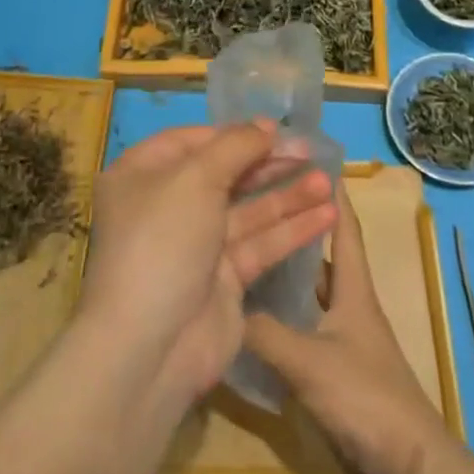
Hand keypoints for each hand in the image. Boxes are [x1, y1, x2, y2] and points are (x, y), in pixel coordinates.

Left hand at [77, 123, 336, 409]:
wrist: (151, 347)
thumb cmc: (163, 241)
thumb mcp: (195, 178)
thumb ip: (235, 146)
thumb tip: (264, 126)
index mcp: (144, 175)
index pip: (192, 141)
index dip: (233, 134)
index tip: (275, 129)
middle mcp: (168, 206)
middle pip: (225, 174)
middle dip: (268, 163)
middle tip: (311, 152)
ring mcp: (197, 245)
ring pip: (248, 211)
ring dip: (288, 195)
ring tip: (328, 181)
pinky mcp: (223, 280)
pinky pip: (260, 244)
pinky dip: (291, 230)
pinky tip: (327, 215)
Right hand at [244, 183, 451, 473]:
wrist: (406, 466)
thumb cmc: (365, 398)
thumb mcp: (308, 361)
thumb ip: (264, 333)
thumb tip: (224, 305)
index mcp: (354, 290)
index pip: (345, 228)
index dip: (333, 193)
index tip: (310, 161)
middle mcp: (350, 305)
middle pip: (324, 257)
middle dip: (298, 227)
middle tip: (259, 204)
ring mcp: (344, 337)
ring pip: (311, 293)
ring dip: (287, 273)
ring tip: (249, 250)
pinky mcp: (336, 367)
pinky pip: (304, 327)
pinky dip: (283, 316)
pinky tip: (254, 317)